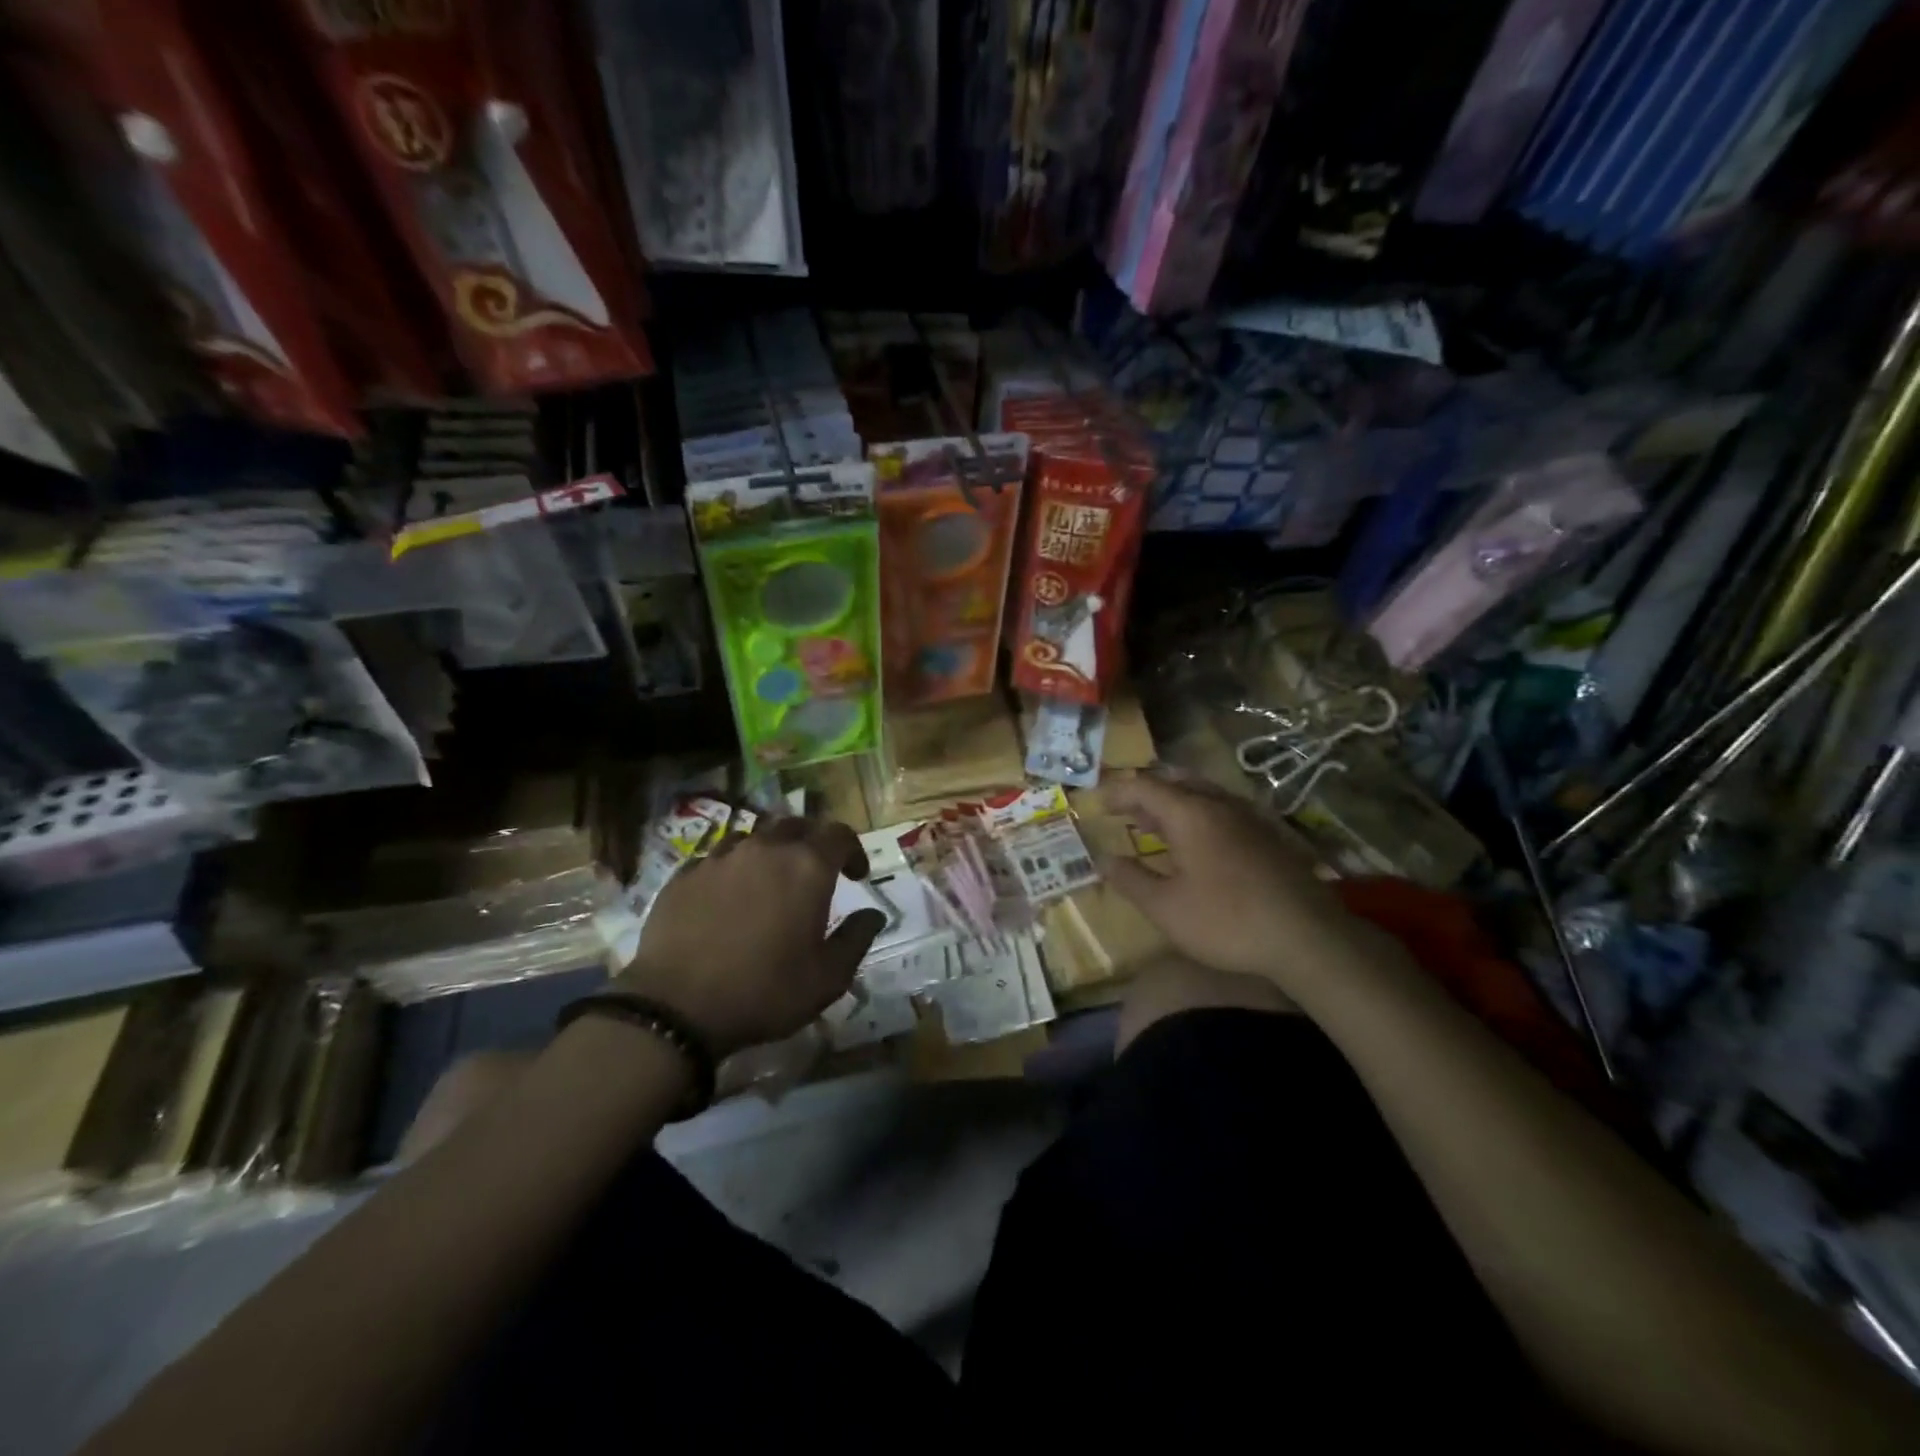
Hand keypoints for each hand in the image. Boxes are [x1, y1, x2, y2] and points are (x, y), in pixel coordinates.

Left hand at [618, 816, 885, 1056]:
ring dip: (771, 852)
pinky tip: (729, 898)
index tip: (856, 875)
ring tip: (770, 882)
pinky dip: (734, 869)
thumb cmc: (764, 991)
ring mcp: (721, 857)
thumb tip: (873, 914)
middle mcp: (766, 849)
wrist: (676, 1007)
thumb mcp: (827, 978)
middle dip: (813, 843)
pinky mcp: (686, 873)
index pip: (840, 834)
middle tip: (815, 873)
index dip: (853, 850)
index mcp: (807, 867)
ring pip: (755, 838)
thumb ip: (856, 939)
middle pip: (797, 825)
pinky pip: (719, 858)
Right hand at [1103, 772, 1363, 989]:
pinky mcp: (1268, 836)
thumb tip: (1103, 859)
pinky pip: (1222, 810)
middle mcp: (1220, 805)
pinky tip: (1197, 843)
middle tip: (1125, 811)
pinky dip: (1198, 816)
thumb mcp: (1166, 907)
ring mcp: (1249, 818)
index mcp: (1191, 814)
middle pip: (1176, 783)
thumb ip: (1131, 879)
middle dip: (1146, 793)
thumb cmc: (1227, 920)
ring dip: (1173, 804)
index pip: (1146, 787)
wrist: (1307, 937)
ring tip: (1154, 825)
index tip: (1098, 803)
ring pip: (1203, 795)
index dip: (1118, 791)